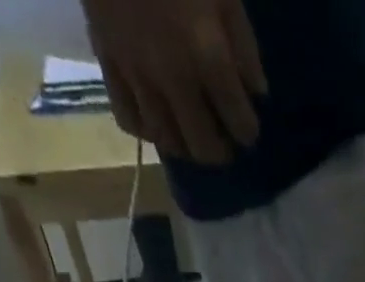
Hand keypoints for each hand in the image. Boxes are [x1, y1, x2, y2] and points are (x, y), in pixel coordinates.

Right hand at [80, 0, 265, 163]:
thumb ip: (244, 46)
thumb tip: (257, 93)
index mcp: (207, 56)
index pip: (239, 122)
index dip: (248, 132)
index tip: (249, 129)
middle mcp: (174, 78)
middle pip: (203, 146)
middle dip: (220, 152)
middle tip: (224, 142)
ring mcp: (137, 74)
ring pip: (167, 141)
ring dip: (185, 146)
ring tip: (193, 135)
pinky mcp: (108, 62)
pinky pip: (128, 119)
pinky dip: (147, 130)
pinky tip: (157, 122)